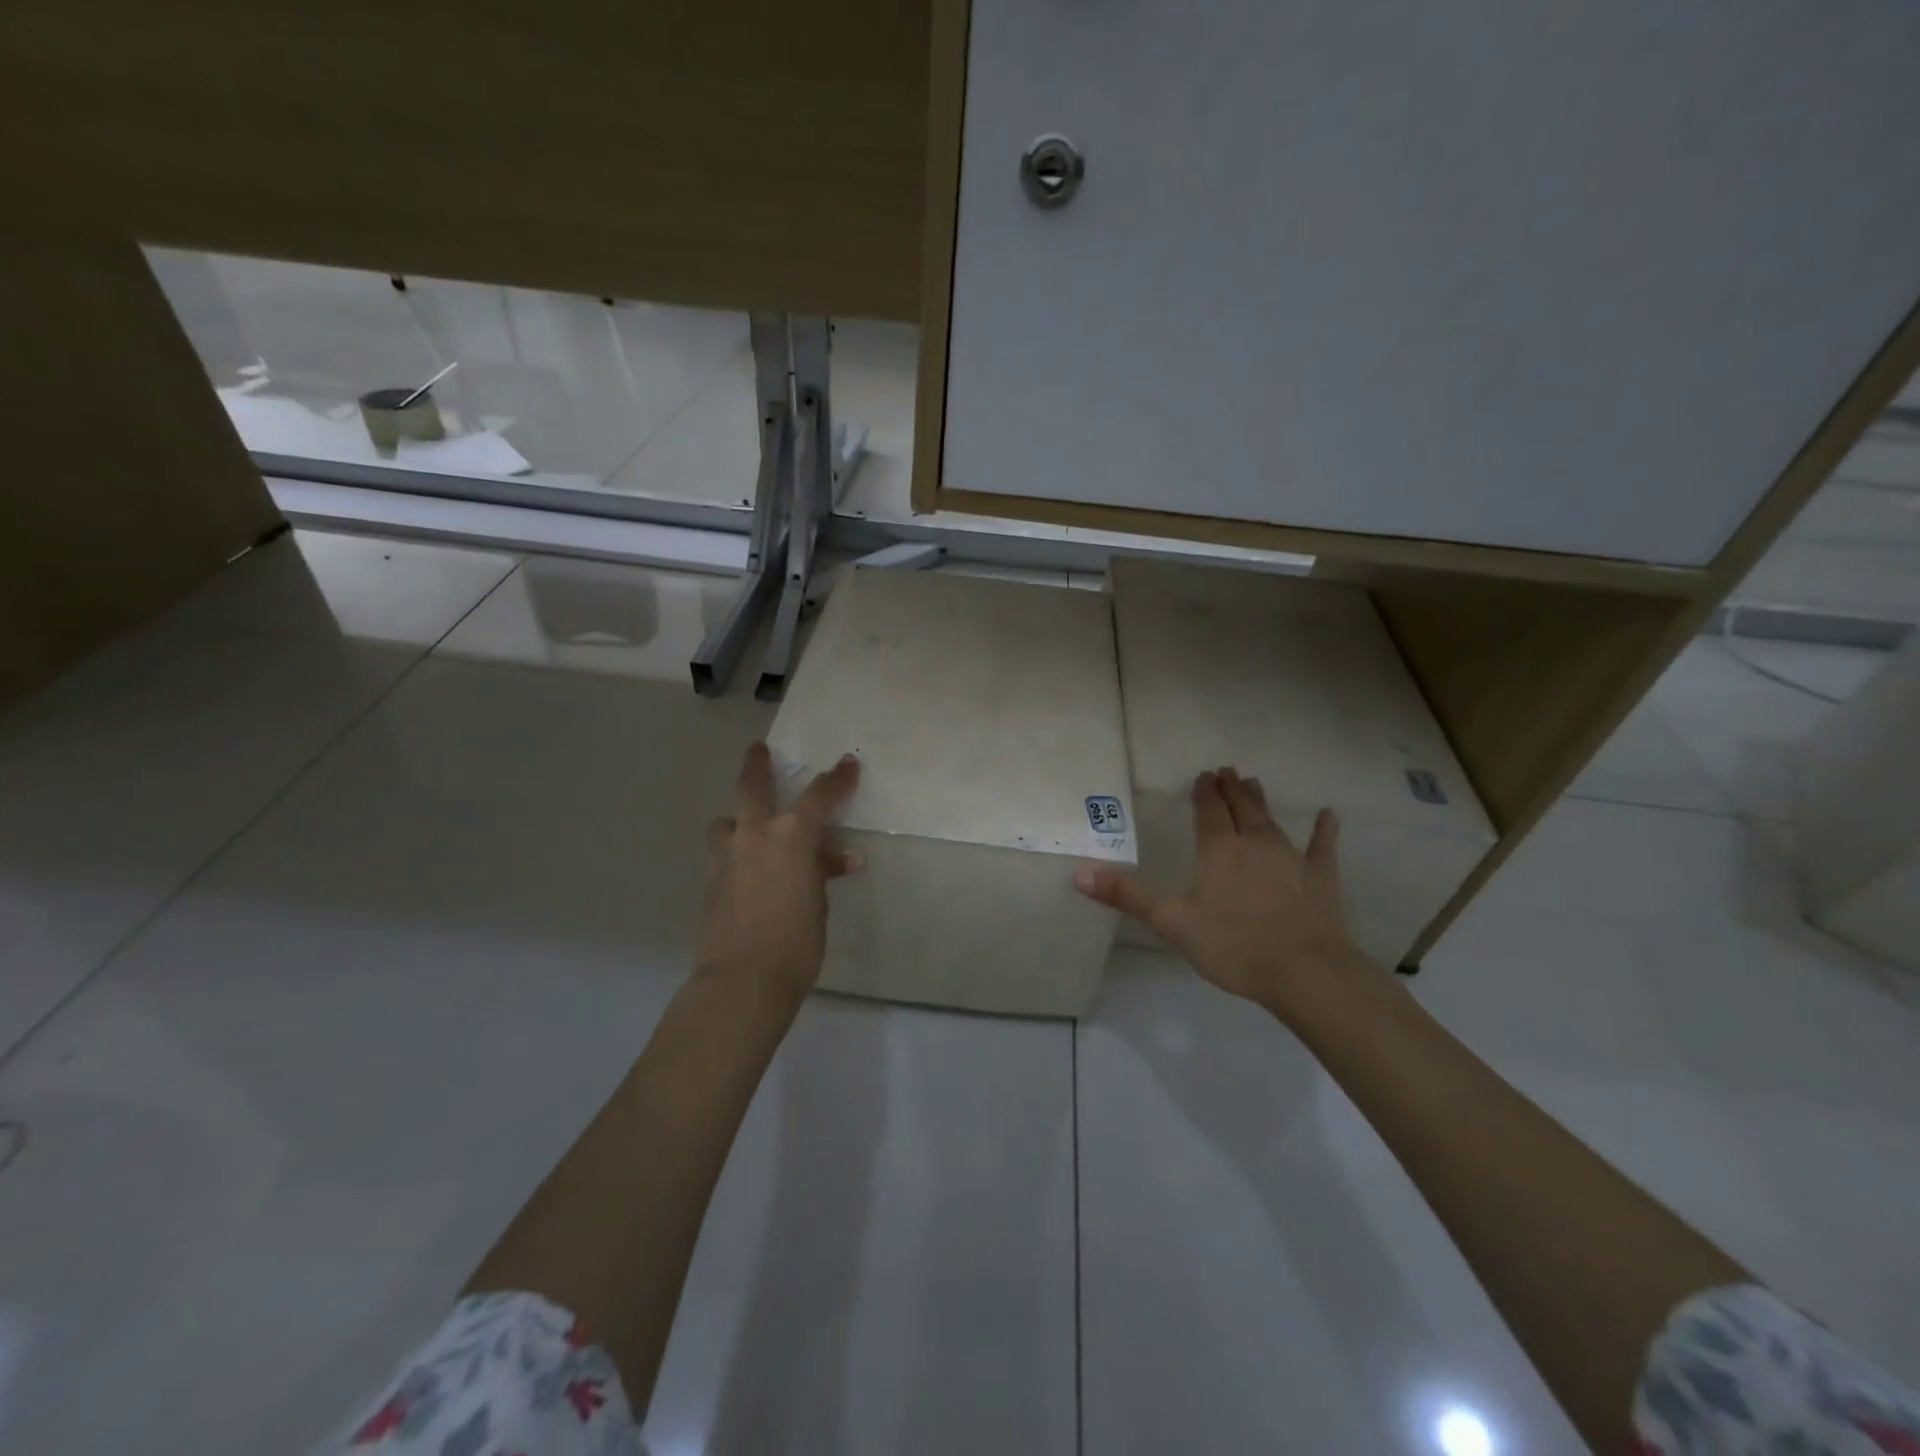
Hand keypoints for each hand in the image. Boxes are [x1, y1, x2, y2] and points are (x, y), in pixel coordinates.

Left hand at [695, 742, 861, 1001]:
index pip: (820, 795)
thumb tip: (839, 859)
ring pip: (725, 822)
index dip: (837, 778)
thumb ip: (823, 872)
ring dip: (737, 820)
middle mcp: (755, 836)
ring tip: (747, 831)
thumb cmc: (796, 942)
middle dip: (756, 764)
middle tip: (757, 748)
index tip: (848, 764)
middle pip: (752, 787)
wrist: (742, 980)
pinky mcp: (709, 882)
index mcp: (791, 837)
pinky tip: (746, 874)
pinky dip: (734, 855)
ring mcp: (727, 858)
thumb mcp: (819, 903)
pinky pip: (722, 855)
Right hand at [1075, 767, 1383, 1021]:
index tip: (1203, 775)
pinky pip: (1322, 848)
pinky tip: (1330, 816)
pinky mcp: (1321, 879)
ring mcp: (1292, 859)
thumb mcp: (1172, 923)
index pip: (1209, 811)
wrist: (1306, 972)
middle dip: (1232, 789)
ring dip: (1261, 801)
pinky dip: (1325, 831)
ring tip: (1254, 782)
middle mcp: (1255, 844)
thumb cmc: (1234, 946)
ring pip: (1273, 821)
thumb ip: (1128, 897)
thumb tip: (1079, 875)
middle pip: (1242, 808)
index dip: (1204, 792)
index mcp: (1219, 851)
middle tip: (1227, 770)